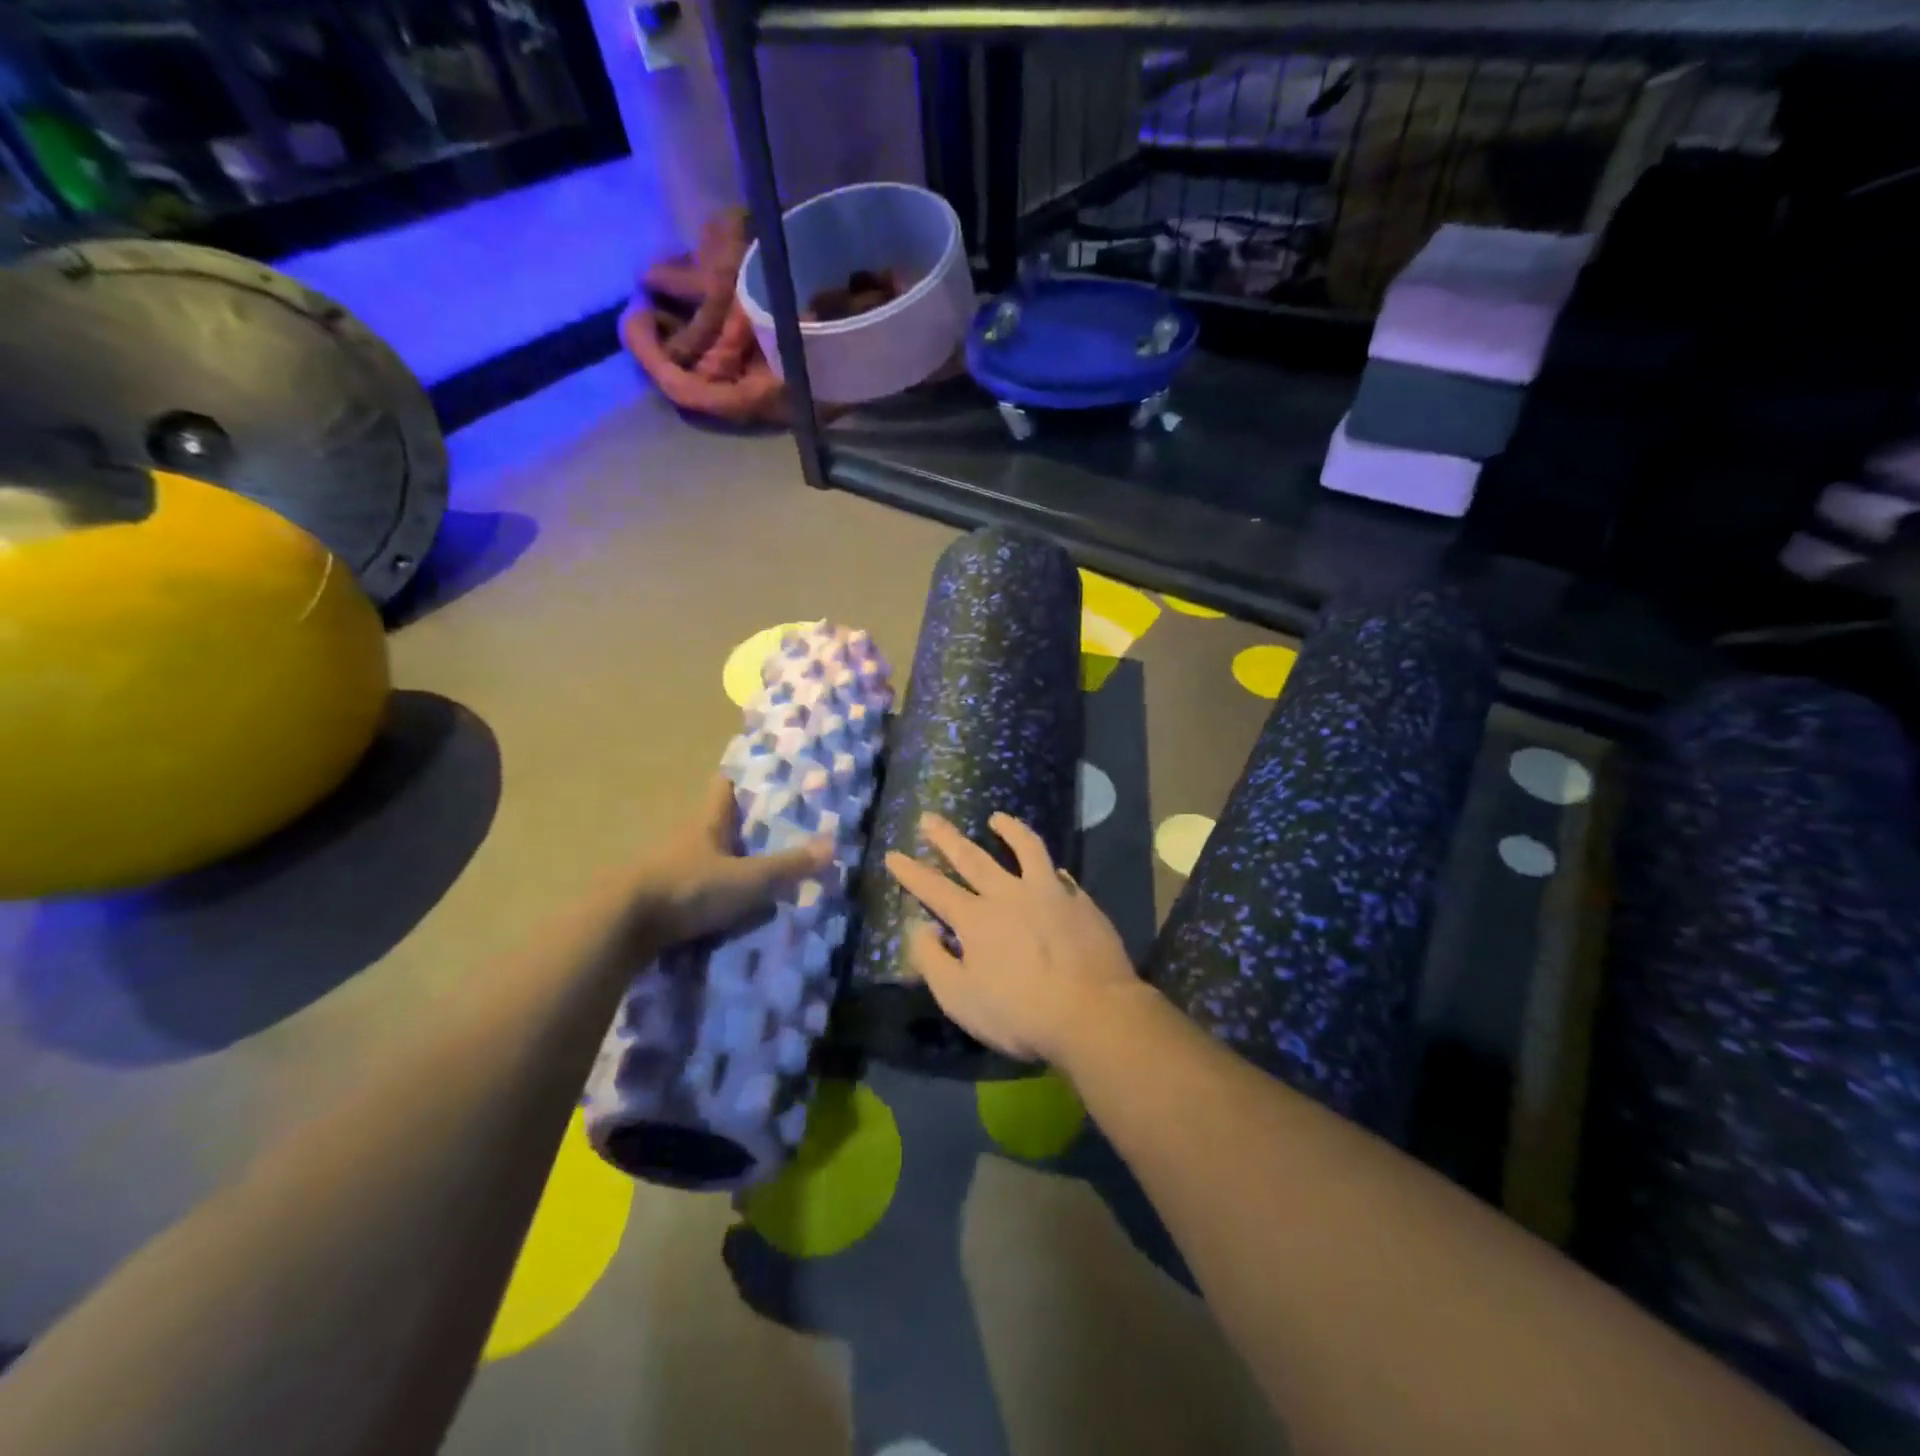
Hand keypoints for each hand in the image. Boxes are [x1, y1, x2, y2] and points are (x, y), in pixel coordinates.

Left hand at [630, 776, 831, 948]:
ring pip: (701, 857)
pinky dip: (707, 894)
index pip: (723, 789)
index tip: (760, 777)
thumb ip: (788, 866)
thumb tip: (833, 845)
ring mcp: (666, 868)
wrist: (622, 926)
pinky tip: (724, 908)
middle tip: (773, 830)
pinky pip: (689, 889)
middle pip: (714, 823)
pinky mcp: (655, 899)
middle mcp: (685, 839)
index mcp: (707, 823)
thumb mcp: (747, 879)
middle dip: (739, 827)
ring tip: (755, 874)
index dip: (740, 780)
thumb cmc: (689, 888)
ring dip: (722, 863)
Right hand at [885, 812, 1143, 1065]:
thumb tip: (922, 928)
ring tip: (998, 818)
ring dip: (1009, 830)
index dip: (911, 871)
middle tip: (930, 816)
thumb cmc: (1020, 1013)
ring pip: (1025, 849)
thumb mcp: (960, 999)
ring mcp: (1049, 893)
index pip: (935, 888)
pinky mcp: (1080, 902)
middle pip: (972, 857)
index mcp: (976, 919)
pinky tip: (1051, 868)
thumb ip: (933, 961)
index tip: (894, 854)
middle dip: (947, 837)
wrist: (1094, 1012)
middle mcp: (1009, 895)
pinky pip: (1060, 875)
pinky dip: (1049, 868)